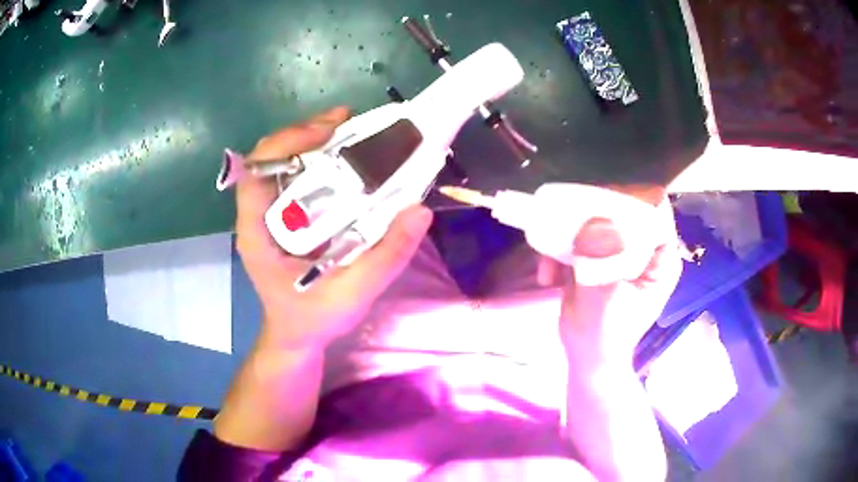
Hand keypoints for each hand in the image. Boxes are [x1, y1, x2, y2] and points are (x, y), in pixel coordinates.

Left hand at [236, 107, 434, 350]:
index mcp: (258, 235)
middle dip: (303, 133)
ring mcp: (268, 213)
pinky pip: (293, 175)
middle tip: (345, 122)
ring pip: (280, 161)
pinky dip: (317, 158)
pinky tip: (344, 154)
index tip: (327, 133)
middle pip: (267, 159)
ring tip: (349, 128)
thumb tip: (418, 210)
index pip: (254, 175)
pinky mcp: (282, 214)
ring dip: (311, 140)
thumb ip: (386, 258)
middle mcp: (257, 217)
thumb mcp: (353, 295)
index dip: (286, 145)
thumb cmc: (314, 319)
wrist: (297, 334)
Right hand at [540, 191, 682, 361]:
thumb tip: (595, 222)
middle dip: (589, 217)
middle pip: (621, 207)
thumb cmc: (605, 336)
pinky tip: (548, 277)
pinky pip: (576, 237)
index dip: (629, 202)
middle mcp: (644, 247)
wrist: (587, 356)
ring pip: (595, 219)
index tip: (597, 211)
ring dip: (566, 237)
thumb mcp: (605, 300)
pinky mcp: (598, 255)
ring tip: (550, 266)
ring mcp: (619, 249)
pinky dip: (557, 251)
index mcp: (660, 256)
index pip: (654, 210)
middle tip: (565, 232)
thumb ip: (602, 261)